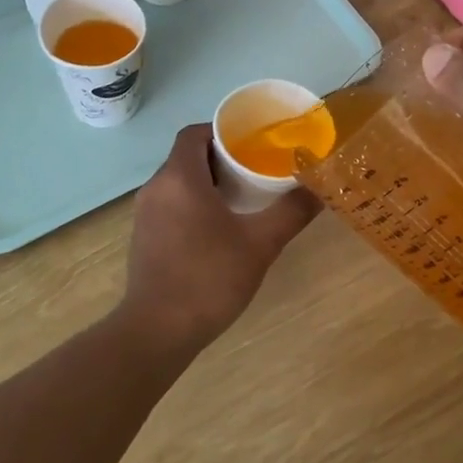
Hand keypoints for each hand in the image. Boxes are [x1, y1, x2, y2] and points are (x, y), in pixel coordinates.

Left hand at [122, 125, 318, 351]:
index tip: (252, 142)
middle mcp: (156, 187)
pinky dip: (193, 204)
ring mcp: (144, 214)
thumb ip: (291, 211)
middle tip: (256, 170)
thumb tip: (318, 188)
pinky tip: (218, 229)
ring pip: (178, 182)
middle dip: (221, 158)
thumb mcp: (260, 243)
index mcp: (179, 177)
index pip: (195, 133)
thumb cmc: (208, 277)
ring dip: (207, 183)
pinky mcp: (143, 238)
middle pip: (187, 156)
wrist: (158, 330)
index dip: (222, 131)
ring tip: (243, 198)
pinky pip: (170, 205)